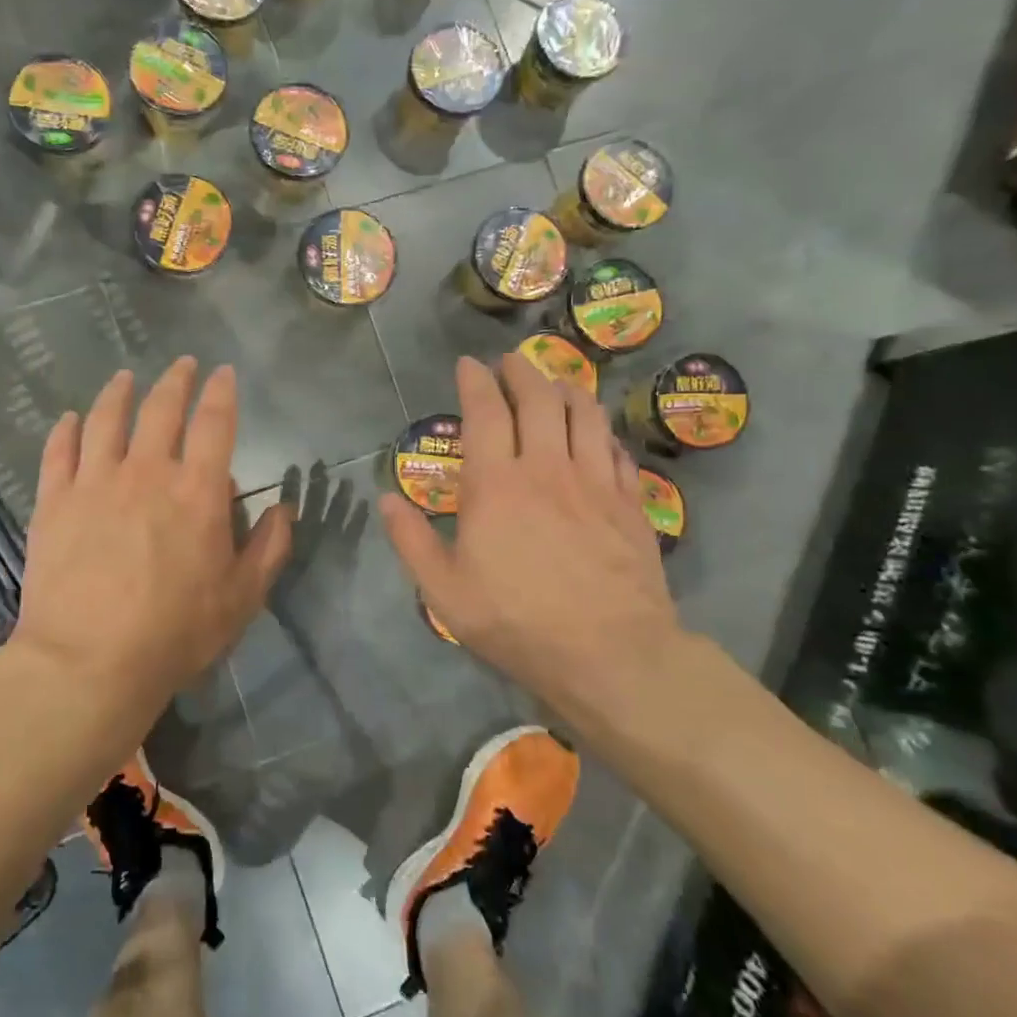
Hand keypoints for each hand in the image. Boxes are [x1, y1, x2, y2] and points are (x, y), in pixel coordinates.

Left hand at [11, 358, 292, 711]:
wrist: (89, 662)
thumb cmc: (175, 632)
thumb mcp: (242, 598)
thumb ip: (268, 548)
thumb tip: (284, 509)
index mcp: (197, 491)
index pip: (215, 424)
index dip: (222, 393)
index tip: (223, 373)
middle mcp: (147, 472)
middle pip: (161, 410)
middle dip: (175, 381)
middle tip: (182, 365)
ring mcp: (95, 482)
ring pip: (106, 419)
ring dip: (118, 393)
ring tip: (125, 378)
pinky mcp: (54, 501)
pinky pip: (59, 451)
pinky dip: (66, 429)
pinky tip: (70, 418)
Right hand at [378, 354, 684, 718]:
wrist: (610, 653)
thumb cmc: (517, 622)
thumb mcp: (445, 592)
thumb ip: (412, 541)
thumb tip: (386, 500)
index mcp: (496, 484)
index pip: (485, 412)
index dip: (475, 381)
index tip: (468, 364)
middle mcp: (547, 468)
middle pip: (539, 399)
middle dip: (522, 372)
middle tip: (511, 363)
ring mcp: (595, 482)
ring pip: (585, 415)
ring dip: (567, 390)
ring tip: (556, 385)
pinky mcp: (631, 503)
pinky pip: (617, 451)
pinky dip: (602, 434)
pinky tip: (598, 437)